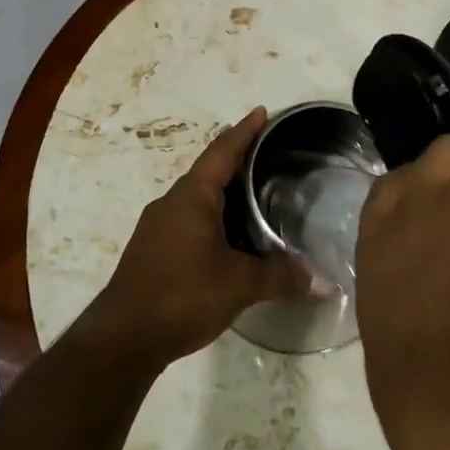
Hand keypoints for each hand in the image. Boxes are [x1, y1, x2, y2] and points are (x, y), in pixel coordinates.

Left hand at [77, 107, 315, 371]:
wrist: (123, 337)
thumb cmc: (182, 295)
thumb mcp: (239, 284)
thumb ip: (281, 277)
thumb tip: (325, 282)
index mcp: (192, 197)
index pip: (223, 152)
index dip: (244, 131)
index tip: (262, 112)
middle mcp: (171, 202)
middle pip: (209, 171)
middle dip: (237, 159)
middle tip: (269, 154)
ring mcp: (158, 226)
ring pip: (197, 197)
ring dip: (223, 191)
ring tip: (255, 193)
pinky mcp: (153, 249)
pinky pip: (189, 218)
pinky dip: (212, 216)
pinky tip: (229, 236)